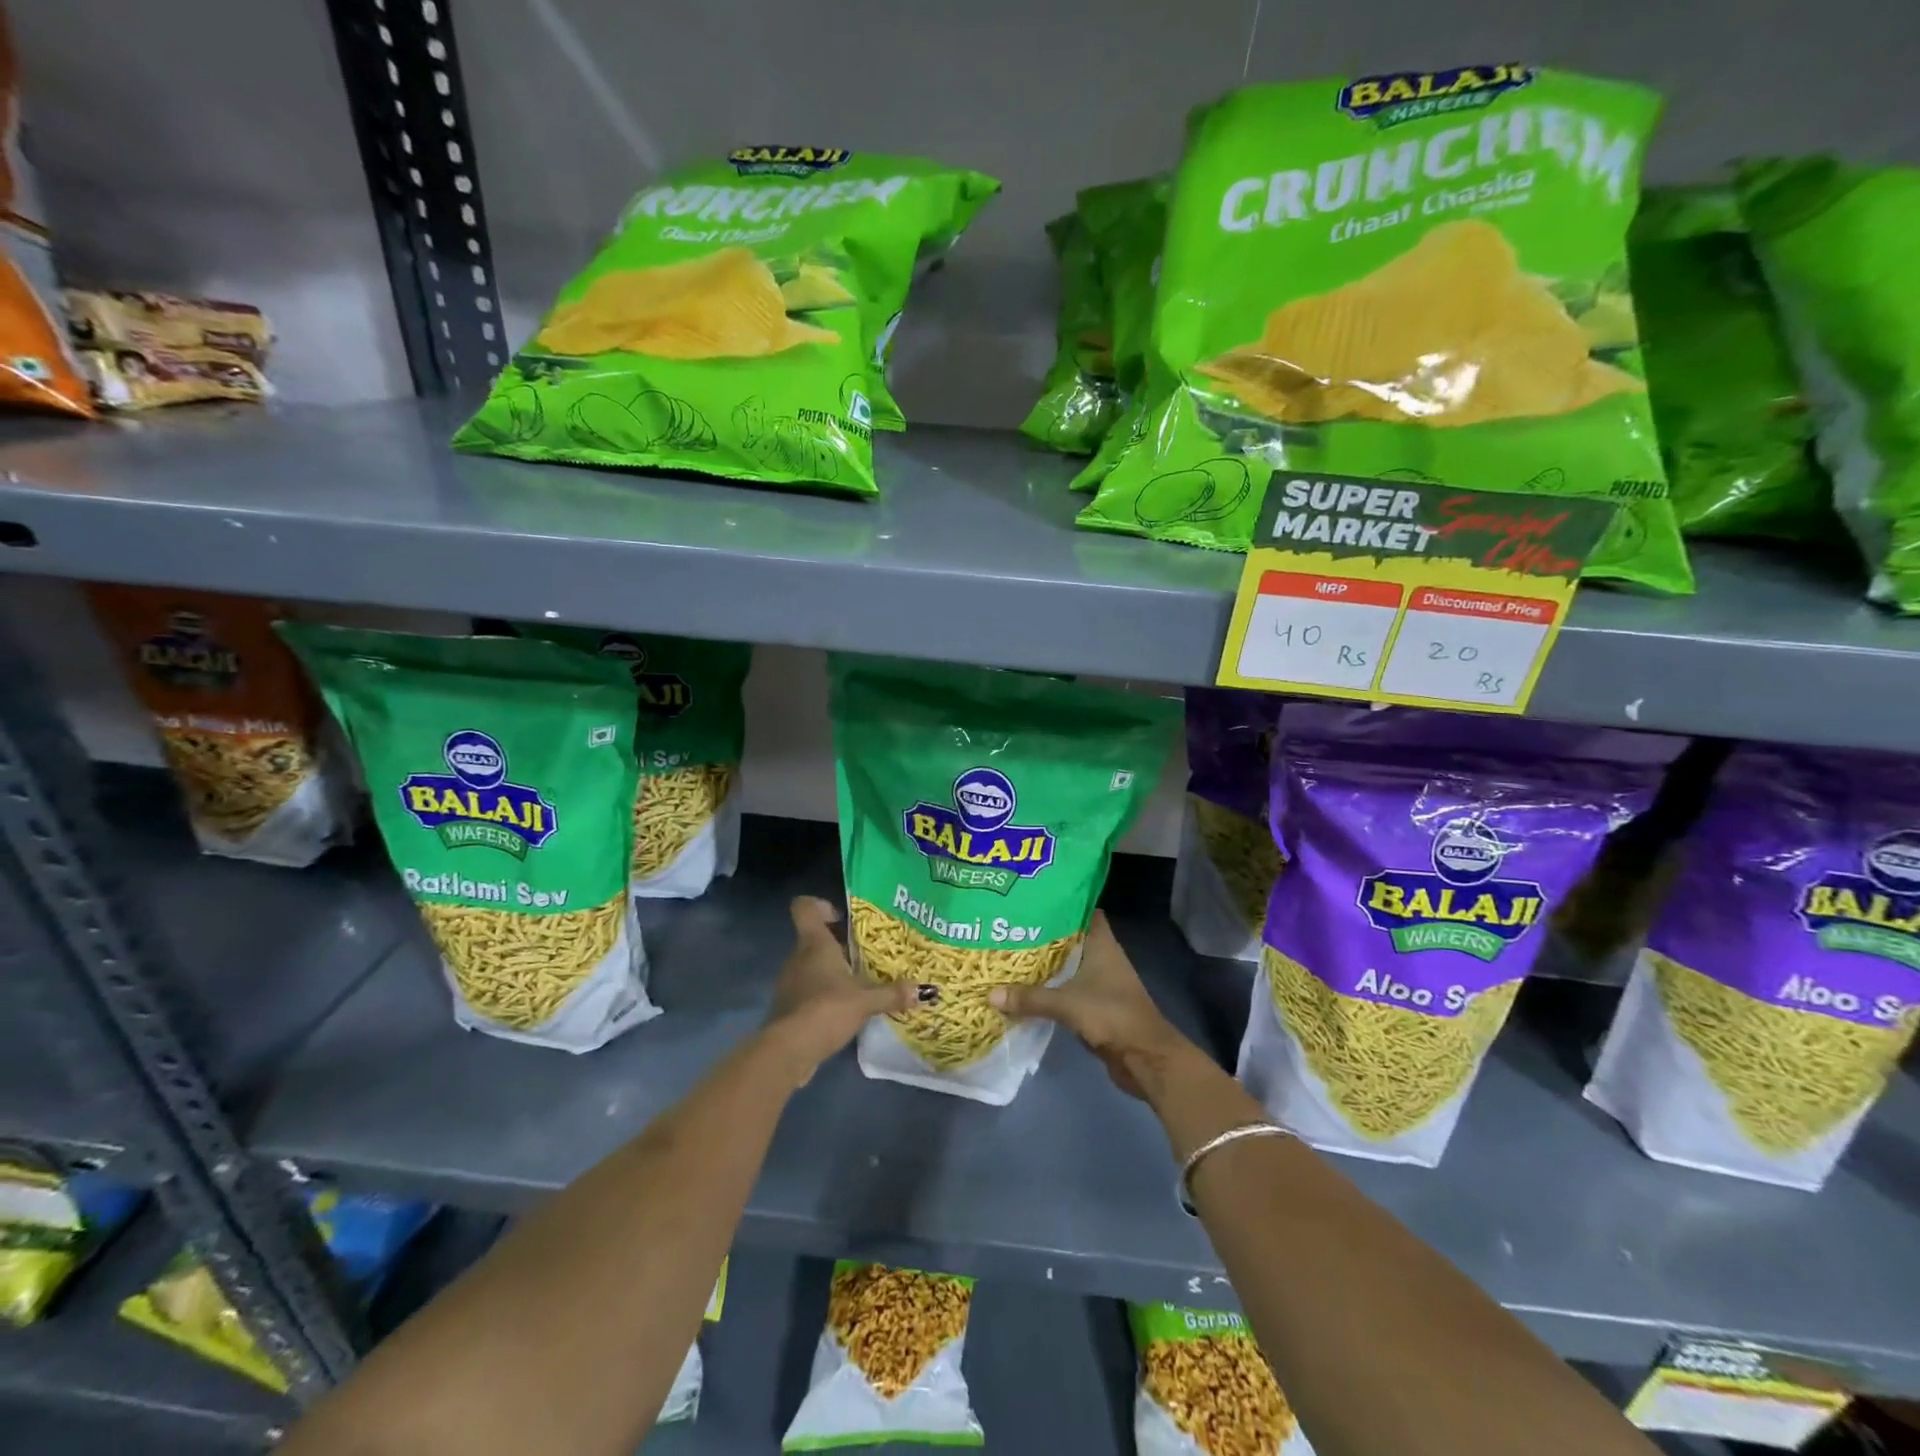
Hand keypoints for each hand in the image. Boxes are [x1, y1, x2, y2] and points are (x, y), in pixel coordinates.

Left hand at [764, 897, 918, 1085]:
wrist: (788, 1051)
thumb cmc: (826, 1009)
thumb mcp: (865, 1001)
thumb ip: (892, 994)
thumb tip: (924, 990)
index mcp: (814, 944)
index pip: (805, 907)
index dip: (821, 906)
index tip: (843, 918)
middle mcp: (798, 957)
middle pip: (815, 938)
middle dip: (840, 944)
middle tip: (867, 954)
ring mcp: (790, 982)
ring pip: (812, 965)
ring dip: (833, 971)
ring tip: (861, 984)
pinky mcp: (789, 1006)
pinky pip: (809, 990)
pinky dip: (825, 994)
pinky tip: (845, 1010)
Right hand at [988, 911, 1200, 1099]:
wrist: (1145, 1058)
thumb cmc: (1111, 1015)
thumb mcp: (1066, 1004)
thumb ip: (1029, 998)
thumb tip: (990, 993)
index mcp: (1102, 944)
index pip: (1083, 911)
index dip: (1062, 903)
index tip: (1033, 900)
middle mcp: (1103, 957)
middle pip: (1071, 938)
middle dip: (1044, 934)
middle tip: (1011, 927)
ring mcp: (1101, 982)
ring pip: (1069, 965)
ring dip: (1047, 963)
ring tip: (1012, 954)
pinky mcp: (1097, 1005)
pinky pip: (1069, 989)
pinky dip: (1051, 988)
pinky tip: (1027, 988)